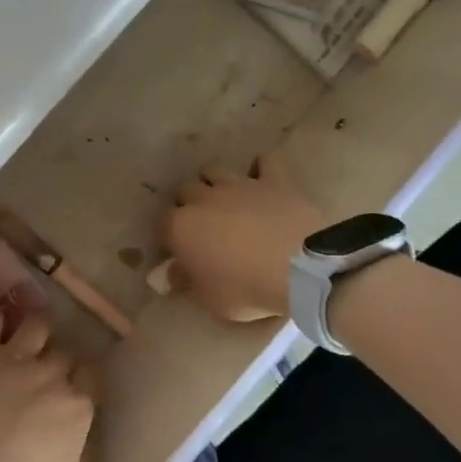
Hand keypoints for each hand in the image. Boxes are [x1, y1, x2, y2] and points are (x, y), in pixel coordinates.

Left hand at [0, 309, 95, 461]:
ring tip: (28, 337)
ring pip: (37, 325)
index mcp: (78, 405)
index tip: (78, 389)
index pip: (94, 379)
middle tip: (49, 372)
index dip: (86, 382)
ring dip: (36, 329)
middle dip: (60, 360)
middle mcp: (52, 373)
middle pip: (66, 352)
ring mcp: (16, 356)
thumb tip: (87, 450)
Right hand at [161, 154, 326, 321]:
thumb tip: (168, 274)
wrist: (299, 270)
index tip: (177, 248)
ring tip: (224, 201)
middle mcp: (203, 198)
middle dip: (188, 204)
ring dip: (214, 183)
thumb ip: (184, 281)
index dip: (168, 233)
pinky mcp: (273, 181)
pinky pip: (264, 163)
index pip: (161, 221)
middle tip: (201, 226)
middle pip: (184, 190)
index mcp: (180, 227)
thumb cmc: (245, 289)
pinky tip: (262, 179)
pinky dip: (260, 168)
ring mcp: (239, 185)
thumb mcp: (208, 298)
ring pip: (214, 171)